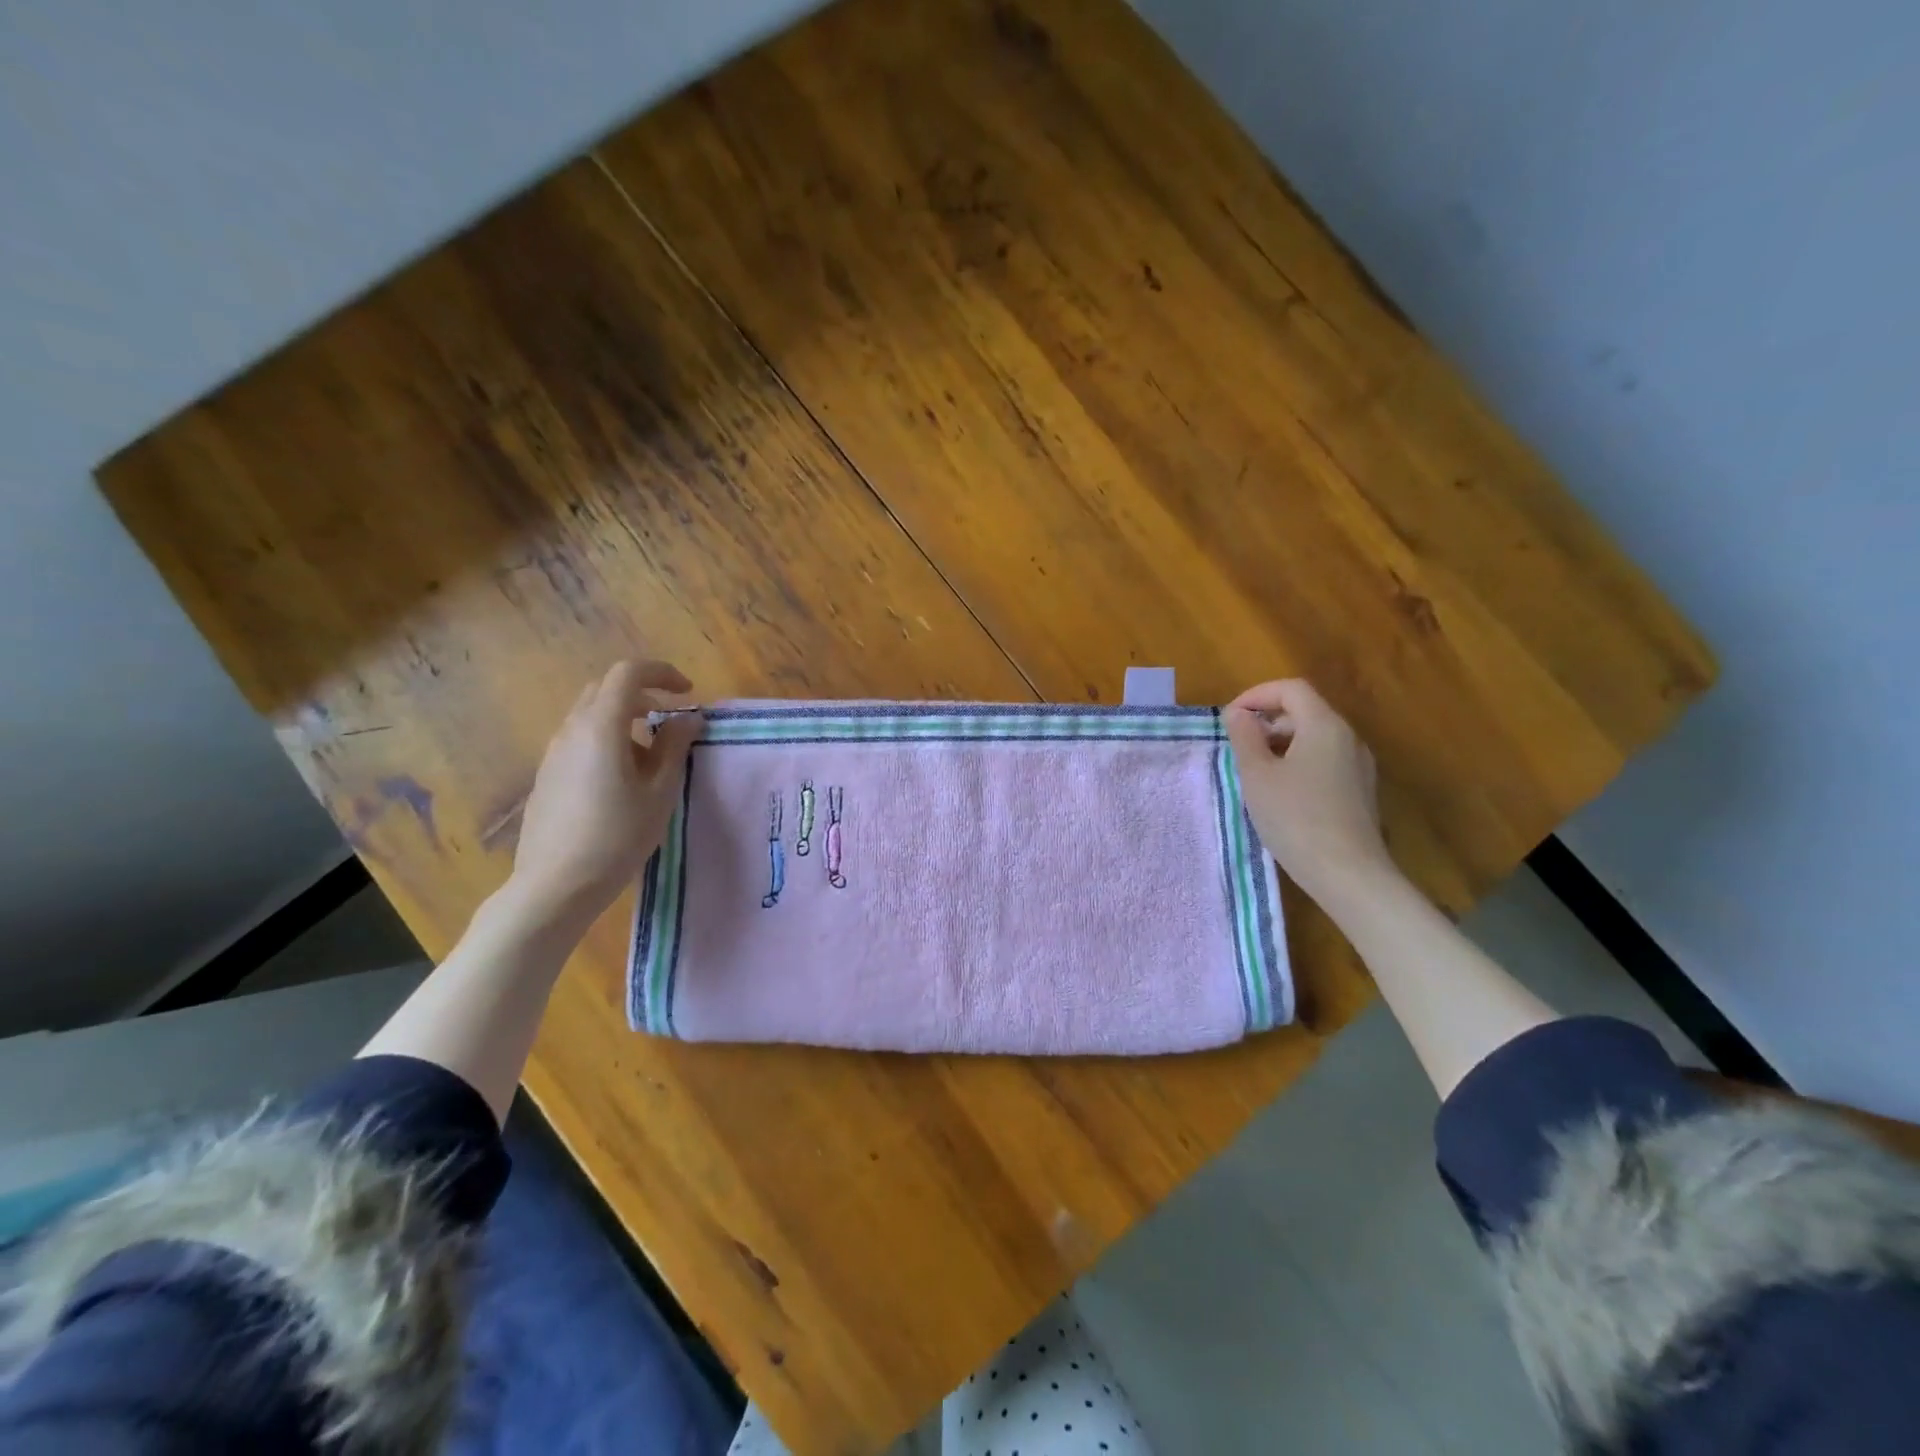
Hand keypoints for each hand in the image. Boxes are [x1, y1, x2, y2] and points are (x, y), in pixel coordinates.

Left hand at [505, 660, 701, 928]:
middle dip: (643, 694)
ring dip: (624, 719)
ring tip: (651, 756)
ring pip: (590, 715)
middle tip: (671, 720)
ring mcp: (554, 753)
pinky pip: (580, 740)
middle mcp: (572, 730)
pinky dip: (607, 740)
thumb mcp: (659, 792)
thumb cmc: (618, 836)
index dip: (662, 674)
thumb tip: (687, 719)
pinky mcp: (547, 776)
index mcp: (601, 726)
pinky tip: (622, 779)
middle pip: (605, 689)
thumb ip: (674, 747)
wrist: (556, 885)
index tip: (688, 693)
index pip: (628, 674)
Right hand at [1225, 679, 1394, 902]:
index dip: (1256, 695)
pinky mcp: (1360, 791)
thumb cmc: (1295, 818)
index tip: (1230, 719)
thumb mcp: (1257, 775)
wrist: (1348, 874)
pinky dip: (1298, 763)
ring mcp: (1358, 766)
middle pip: (1305, 711)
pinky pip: (1324, 761)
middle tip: (1238, 748)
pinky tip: (1281, 794)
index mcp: (1324, 725)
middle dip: (1267, 721)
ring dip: (1280, 744)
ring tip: (1255, 773)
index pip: (1291, 689)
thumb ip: (1244, 737)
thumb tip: (1238, 714)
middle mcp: (1348, 738)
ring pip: (1314, 738)